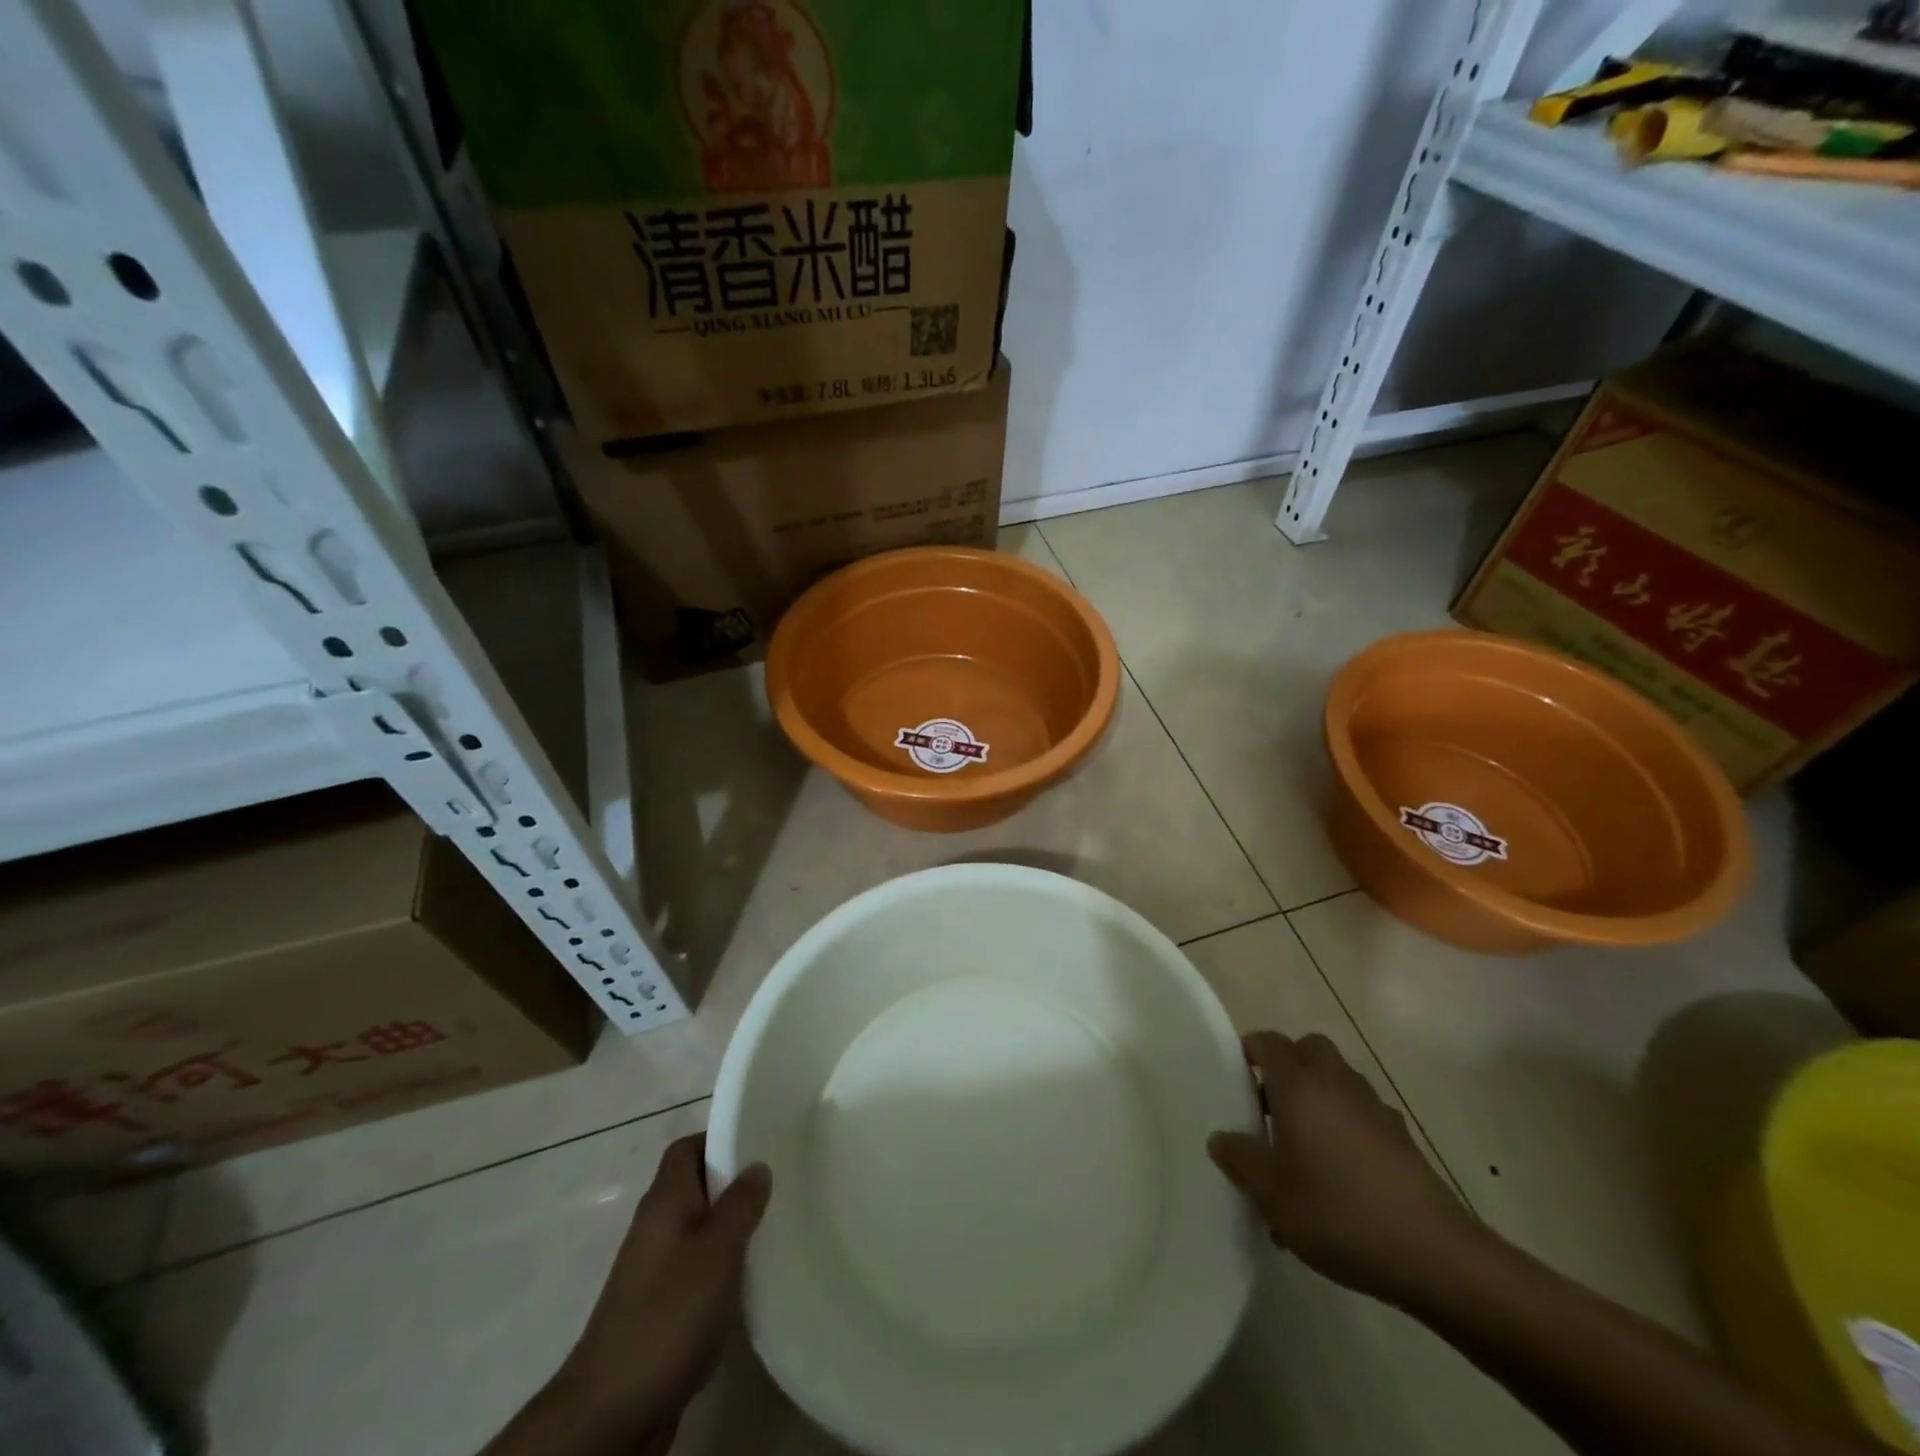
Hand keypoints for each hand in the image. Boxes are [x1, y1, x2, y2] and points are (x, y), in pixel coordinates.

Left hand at [492, 1135, 770, 1455]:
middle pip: (696, 1186)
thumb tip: (757, 1166)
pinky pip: (697, 1269)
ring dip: (731, 1229)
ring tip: (775, 1227)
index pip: (688, 1147)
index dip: (721, 1138)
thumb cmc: (669, 1313)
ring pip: (699, 1229)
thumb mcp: (718, 1249)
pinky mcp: (660, 1309)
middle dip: (735, 1184)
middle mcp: (655, 1226)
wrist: (612, 1411)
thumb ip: (741, 1203)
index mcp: (665, 1200)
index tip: (762, 1141)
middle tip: (780, 1183)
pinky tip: (751, 1281)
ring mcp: (654, 1270)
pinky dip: (722, 1268)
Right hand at [1208, 1030, 1481, 1306]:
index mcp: (1299, 1085)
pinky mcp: (1403, 1139)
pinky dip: (1347, 1126)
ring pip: (1339, 1080)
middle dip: (1289, 1066)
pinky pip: (1363, 1114)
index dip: (1250, 1052)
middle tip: (1270, 1105)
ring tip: (1304, 1145)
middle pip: (1309, 1049)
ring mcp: (1375, 1109)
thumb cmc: (1339, 1212)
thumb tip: (1221, 1138)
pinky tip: (1342, 1174)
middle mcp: (1336, 1083)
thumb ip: (1239, 1159)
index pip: (1269, 1042)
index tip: (1236, 1078)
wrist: (1436, 1256)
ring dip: (1319, 1096)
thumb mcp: (1271, 1194)